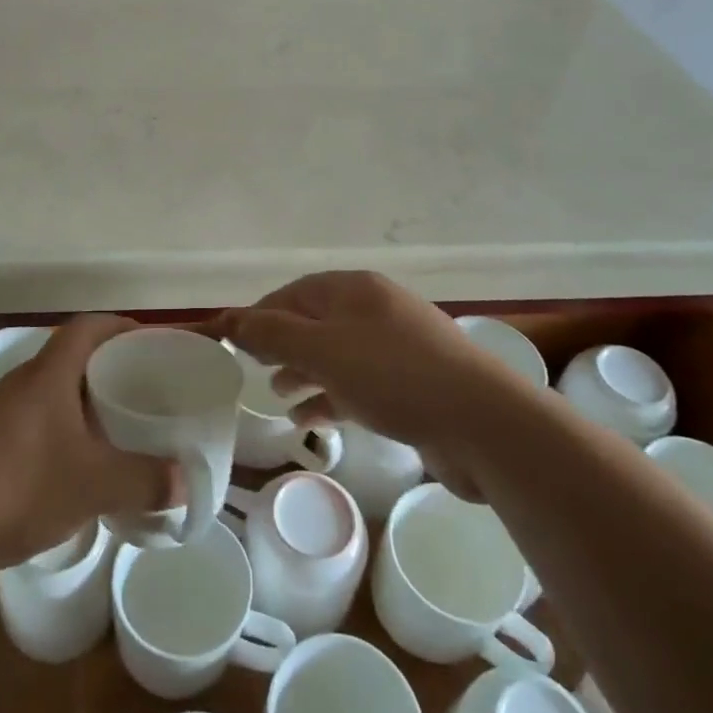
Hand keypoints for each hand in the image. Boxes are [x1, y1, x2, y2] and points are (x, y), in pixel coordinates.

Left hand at [0, 315, 178, 580]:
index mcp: (48, 374)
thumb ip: (146, 480)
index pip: (88, 327)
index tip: (150, 342)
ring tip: (116, 431)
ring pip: (51, 396)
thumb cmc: (18, 487)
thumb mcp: (95, 485)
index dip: (121, 326)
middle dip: (108, 370)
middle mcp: (20, 384)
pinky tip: (74, 472)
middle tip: (143, 391)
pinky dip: (60, 436)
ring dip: (82, 407)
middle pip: (71, 359)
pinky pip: (32, 427)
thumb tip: (185, 481)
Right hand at [210, 271, 512, 499]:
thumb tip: (229, 318)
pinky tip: (312, 420)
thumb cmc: (394, 375)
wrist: (483, 423)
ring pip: (336, 355)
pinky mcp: (412, 385)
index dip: (259, 315)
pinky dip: (331, 397)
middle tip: (251, 369)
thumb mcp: (323, 350)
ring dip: (303, 372)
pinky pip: (359, 384)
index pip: (294, 293)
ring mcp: (397, 348)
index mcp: (355, 290)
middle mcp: (375, 310)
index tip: (230, 342)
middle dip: (281, 344)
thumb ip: (272, 334)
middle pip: (315, 322)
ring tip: (277, 395)